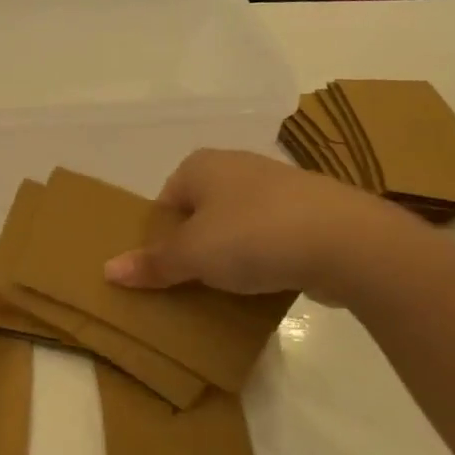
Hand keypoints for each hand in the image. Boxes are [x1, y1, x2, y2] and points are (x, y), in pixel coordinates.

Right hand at [103, 148, 426, 303]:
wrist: (346, 240)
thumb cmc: (252, 236)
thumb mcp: (192, 255)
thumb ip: (152, 263)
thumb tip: (108, 270)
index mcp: (202, 165)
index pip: (166, 199)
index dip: (160, 235)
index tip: (165, 268)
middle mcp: (238, 166)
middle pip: (201, 212)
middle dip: (195, 246)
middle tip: (191, 282)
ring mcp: (279, 187)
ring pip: (238, 225)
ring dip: (231, 255)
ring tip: (228, 289)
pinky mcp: (312, 212)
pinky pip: (273, 237)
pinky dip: (265, 259)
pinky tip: (266, 284)